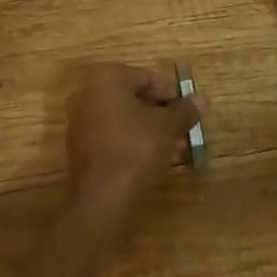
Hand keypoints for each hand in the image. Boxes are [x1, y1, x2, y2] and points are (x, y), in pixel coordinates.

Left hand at [65, 63, 202, 207]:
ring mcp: (78, 120)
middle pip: (132, 97)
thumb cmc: (135, 150)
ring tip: (167, 148)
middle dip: (157, 114)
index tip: (185, 115)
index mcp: (106, 76)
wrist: (101, 199)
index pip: (147, 78)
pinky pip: (109, 135)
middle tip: (178, 132)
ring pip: (121, 117)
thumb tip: (200, 99)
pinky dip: (127, 141)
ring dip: (144, 129)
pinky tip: (146, 160)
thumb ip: (183, 110)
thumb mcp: (166, 128)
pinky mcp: (76, 146)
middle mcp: (87, 91)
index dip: (170, 96)